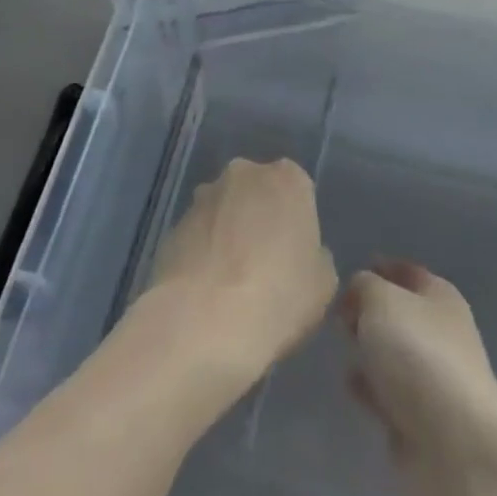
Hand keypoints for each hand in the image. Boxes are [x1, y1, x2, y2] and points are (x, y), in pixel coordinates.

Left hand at [142, 157, 337, 392]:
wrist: (202, 321)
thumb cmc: (277, 296)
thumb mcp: (323, 284)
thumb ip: (315, 256)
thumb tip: (296, 255)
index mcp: (287, 179)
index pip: (298, 190)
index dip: (296, 224)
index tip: (295, 256)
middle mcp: (243, 174)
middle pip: (257, 194)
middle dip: (260, 220)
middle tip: (265, 266)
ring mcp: (203, 197)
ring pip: (225, 212)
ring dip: (229, 235)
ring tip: (231, 284)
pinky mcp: (172, 225)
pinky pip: (198, 236)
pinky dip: (204, 254)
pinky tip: (206, 292)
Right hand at [340, 260, 496, 495]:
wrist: (453, 443)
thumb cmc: (418, 353)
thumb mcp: (381, 299)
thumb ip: (364, 286)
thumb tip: (359, 290)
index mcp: (440, 296)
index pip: (406, 272)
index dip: (378, 269)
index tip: (345, 277)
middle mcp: (440, 333)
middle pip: (398, 314)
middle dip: (368, 313)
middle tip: (338, 315)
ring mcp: (432, 379)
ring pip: (391, 354)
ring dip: (368, 351)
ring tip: (340, 348)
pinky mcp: (420, 419)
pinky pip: (387, 393)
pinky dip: (369, 388)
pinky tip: (350, 386)